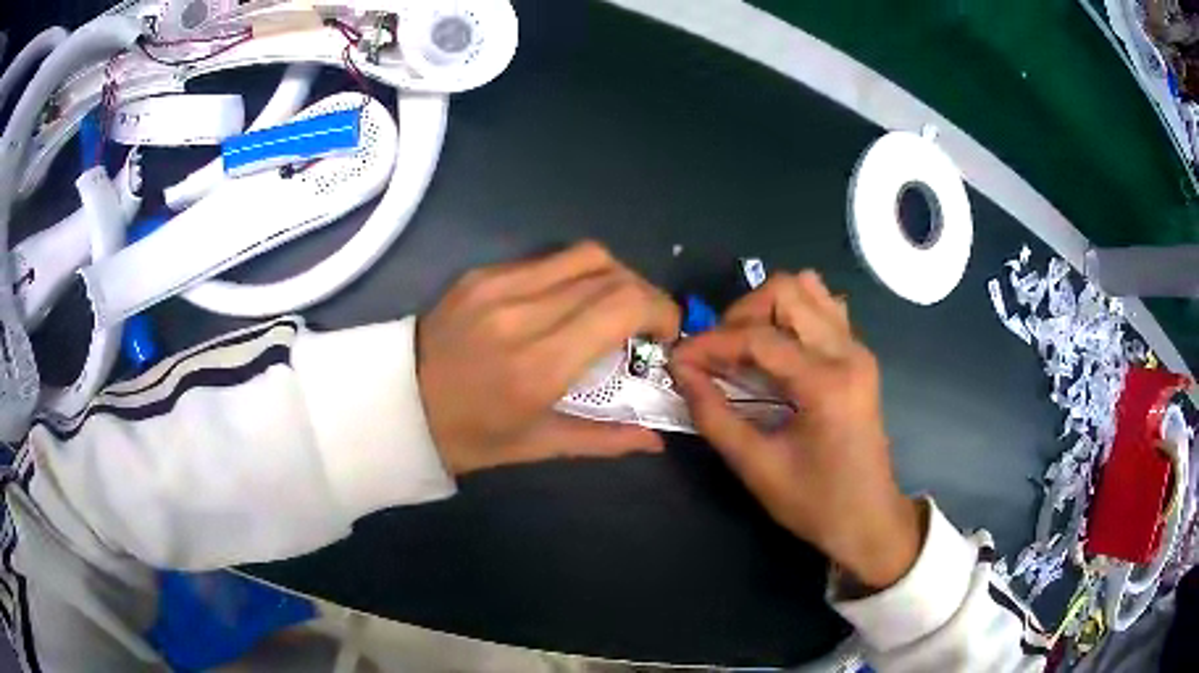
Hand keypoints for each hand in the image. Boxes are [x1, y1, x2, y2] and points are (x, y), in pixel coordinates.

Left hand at [417, 242, 679, 474]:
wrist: (397, 404)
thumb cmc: (468, 436)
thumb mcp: (537, 446)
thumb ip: (604, 439)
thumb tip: (656, 440)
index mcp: (539, 364)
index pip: (622, 304)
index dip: (659, 309)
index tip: (665, 334)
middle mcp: (522, 312)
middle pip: (610, 273)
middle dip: (644, 294)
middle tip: (644, 325)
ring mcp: (498, 285)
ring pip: (583, 254)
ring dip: (613, 277)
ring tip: (612, 308)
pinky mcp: (481, 273)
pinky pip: (547, 260)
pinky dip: (574, 275)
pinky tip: (567, 302)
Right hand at [670, 271, 922, 590]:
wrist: (869, 519)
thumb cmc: (815, 503)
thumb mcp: (756, 467)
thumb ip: (714, 416)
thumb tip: (682, 372)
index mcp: (826, 384)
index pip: (758, 338)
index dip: (711, 343)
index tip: (678, 359)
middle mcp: (847, 352)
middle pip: (786, 291)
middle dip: (740, 313)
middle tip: (716, 352)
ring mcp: (858, 349)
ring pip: (807, 290)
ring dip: (767, 308)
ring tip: (744, 345)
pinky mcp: (859, 355)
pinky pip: (824, 308)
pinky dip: (793, 313)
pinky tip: (777, 345)